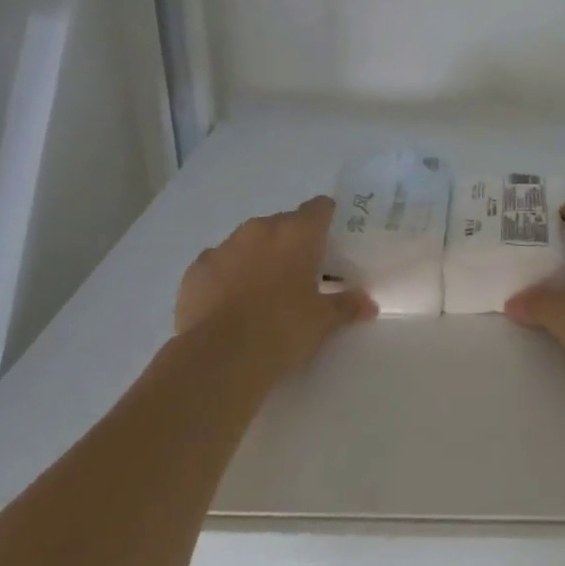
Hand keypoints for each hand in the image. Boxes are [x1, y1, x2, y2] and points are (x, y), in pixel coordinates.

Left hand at [173, 197, 373, 374]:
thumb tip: (368, 303)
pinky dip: (229, 275)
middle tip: (303, 273)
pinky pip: (220, 263)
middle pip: (283, 223)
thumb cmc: (283, 329)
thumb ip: (347, 306)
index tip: (332, 240)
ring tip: (265, 291)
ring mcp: (223, 247)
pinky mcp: (196, 269)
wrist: (219, 357)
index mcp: (297, 234)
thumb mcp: (324, 321)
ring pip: (249, 242)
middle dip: (293, 242)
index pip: (319, 207)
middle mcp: (260, 230)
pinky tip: (233, 304)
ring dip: (259, 257)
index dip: (328, 219)